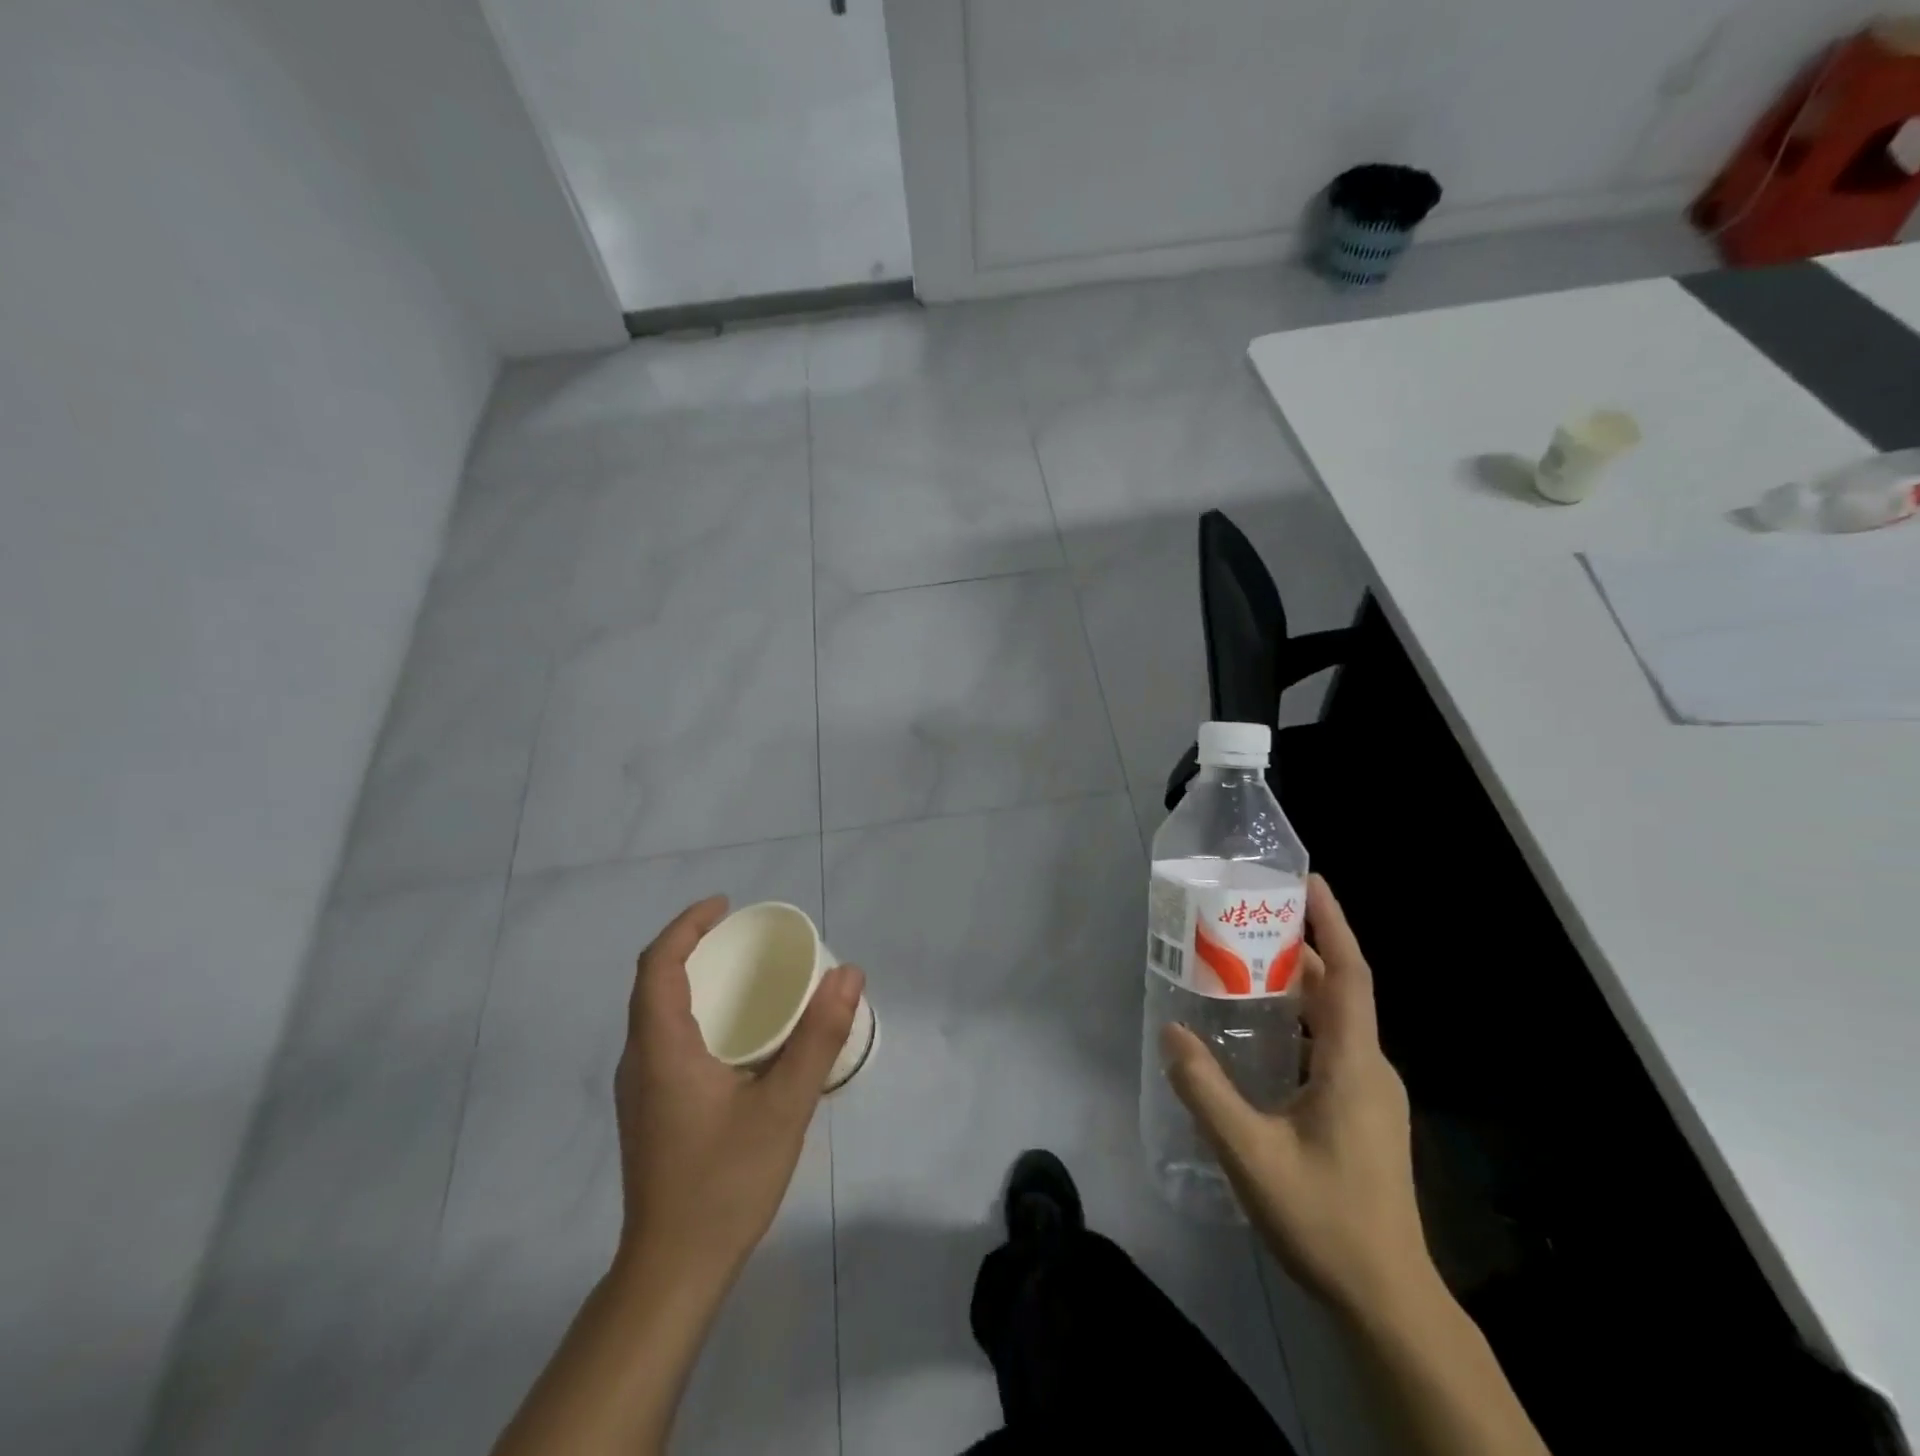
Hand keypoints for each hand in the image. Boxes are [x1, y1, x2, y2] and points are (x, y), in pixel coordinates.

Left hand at [612, 896, 865, 1286]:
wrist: (671, 1272)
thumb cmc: (724, 1183)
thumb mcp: (784, 1106)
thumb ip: (818, 1037)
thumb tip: (848, 973)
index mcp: (661, 1048)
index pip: (657, 965)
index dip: (686, 925)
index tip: (725, 906)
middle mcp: (639, 1061)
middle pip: (653, 983)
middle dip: (693, 947)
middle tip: (744, 936)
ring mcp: (639, 1090)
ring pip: (655, 1013)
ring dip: (691, 980)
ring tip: (742, 974)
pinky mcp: (648, 1112)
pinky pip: (663, 1039)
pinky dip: (693, 1012)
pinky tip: (733, 1035)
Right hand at [1161, 875, 1431, 1318]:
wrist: (1388, 1300)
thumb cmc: (1324, 1217)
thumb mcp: (1250, 1153)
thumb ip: (1205, 1090)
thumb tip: (1171, 1030)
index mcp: (1353, 1064)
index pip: (1350, 975)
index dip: (1333, 924)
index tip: (1310, 882)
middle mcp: (1370, 1068)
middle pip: (1338, 991)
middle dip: (1300, 949)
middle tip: (1248, 922)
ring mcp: (1371, 1094)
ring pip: (1333, 1022)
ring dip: (1296, 988)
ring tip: (1244, 969)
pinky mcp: (1364, 1115)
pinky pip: (1331, 1048)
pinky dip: (1298, 1023)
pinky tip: (1260, 1037)